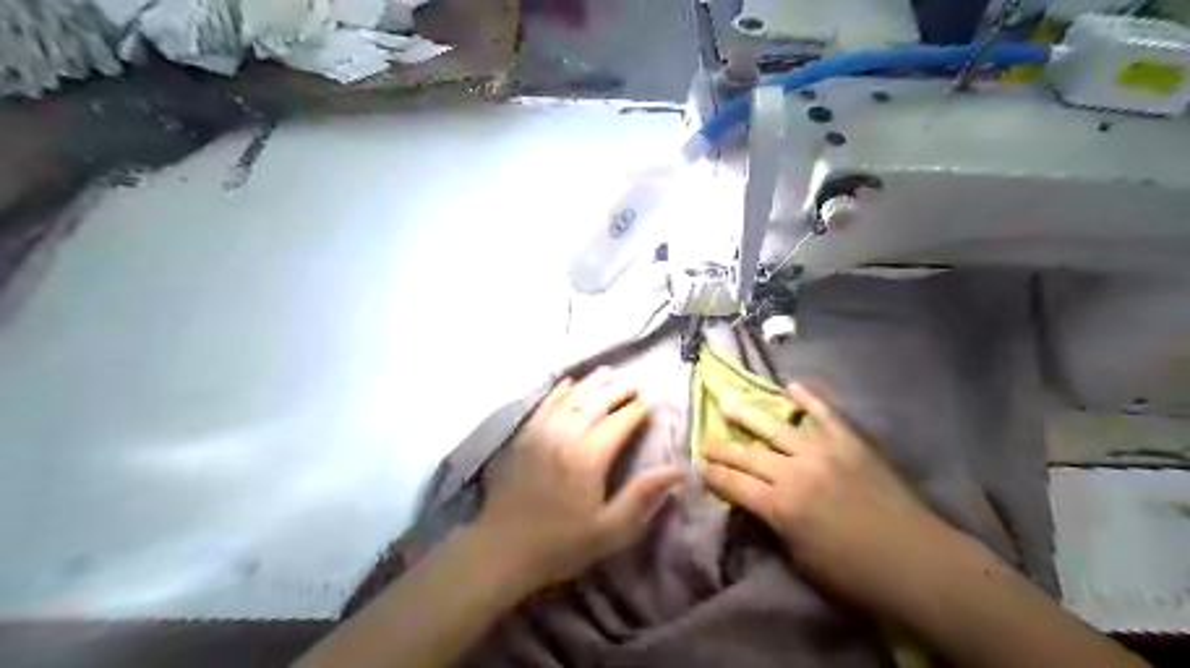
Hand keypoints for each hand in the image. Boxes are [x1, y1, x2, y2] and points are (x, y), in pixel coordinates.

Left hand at [473, 367, 677, 592]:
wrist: (504, 550)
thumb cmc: (562, 544)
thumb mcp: (610, 531)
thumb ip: (643, 497)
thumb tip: (678, 470)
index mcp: (588, 459)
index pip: (618, 424)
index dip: (636, 412)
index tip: (650, 406)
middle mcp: (564, 438)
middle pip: (594, 405)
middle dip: (617, 393)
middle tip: (634, 387)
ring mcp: (540, 435)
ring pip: (569, 399)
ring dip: (590, 385)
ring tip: (607, 375)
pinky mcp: (522, 438)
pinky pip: (543, 405)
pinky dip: (558, 392)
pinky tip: (568, 383)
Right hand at [701, 383, 954, 613]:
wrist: (915, 561)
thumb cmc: (853, 573)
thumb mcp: (799, 558)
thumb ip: (771, 524)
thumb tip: (753, 502)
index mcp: (780, 506)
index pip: (733, 483)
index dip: (713, 475)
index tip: (700, 469)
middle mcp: (795, 472)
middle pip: (747, 453)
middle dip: (721, 448)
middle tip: (706, 442)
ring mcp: (823, 452)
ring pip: (776, 426)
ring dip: (748, 414)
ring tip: (728, 402)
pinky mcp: (850, 442)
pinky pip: (824, 414)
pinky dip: (807, 398)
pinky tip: (790, 386)